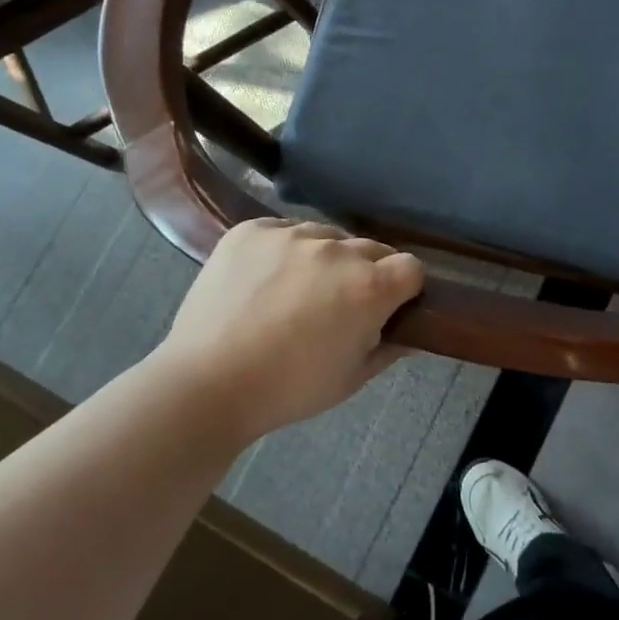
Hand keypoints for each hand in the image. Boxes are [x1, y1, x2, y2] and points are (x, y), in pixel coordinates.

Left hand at [153, 218, 424, 440]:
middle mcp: (336, 249)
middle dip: (366, 272)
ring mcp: (291, 234)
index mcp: (369, 286)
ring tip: (296, 291)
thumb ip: (390, 348)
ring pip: (326, 236)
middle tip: (339, 305)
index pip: (411, 267)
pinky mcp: (251, 229)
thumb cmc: (289, 389)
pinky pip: (284, 230)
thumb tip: (412, 332)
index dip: (404, 289)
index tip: (388, 307)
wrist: (206, 385)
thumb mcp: (352, 378)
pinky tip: (265, 279)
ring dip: (324, 258)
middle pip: (371, 248)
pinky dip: (283, 250)